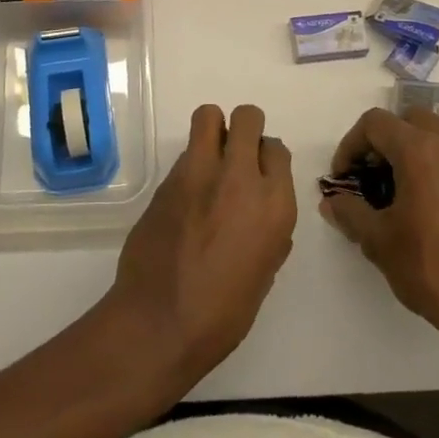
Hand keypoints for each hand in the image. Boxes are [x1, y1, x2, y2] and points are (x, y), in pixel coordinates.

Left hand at [106, 104, 296, 390]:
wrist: (160, 321)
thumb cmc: (223, 313)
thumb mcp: (264, 272)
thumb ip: (269, 229)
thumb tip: (260, 210)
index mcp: (274, 204)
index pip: (277, 149)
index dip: (266, 158)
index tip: (257, 173)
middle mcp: (241, 177)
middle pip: (247, 117)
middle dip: (244, 128)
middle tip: (234, 154)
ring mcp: (200, 172)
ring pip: (209, 116)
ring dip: (213, 130)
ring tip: (208, 160)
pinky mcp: (167, 178)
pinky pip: (186, 152)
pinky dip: (190, 163)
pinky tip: (186, 196)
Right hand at [322, 107, 438, 363]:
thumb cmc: (432, 269)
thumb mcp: (378, 242)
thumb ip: (350, 212)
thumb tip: (332, 202)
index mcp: (420, 149)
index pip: (375, 124)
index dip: (351, 145)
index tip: (345, 178)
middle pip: (409, 121)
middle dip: (385, 142)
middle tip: (373, 178)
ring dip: (415, 152)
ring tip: (404, 193)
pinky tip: (436, 208)